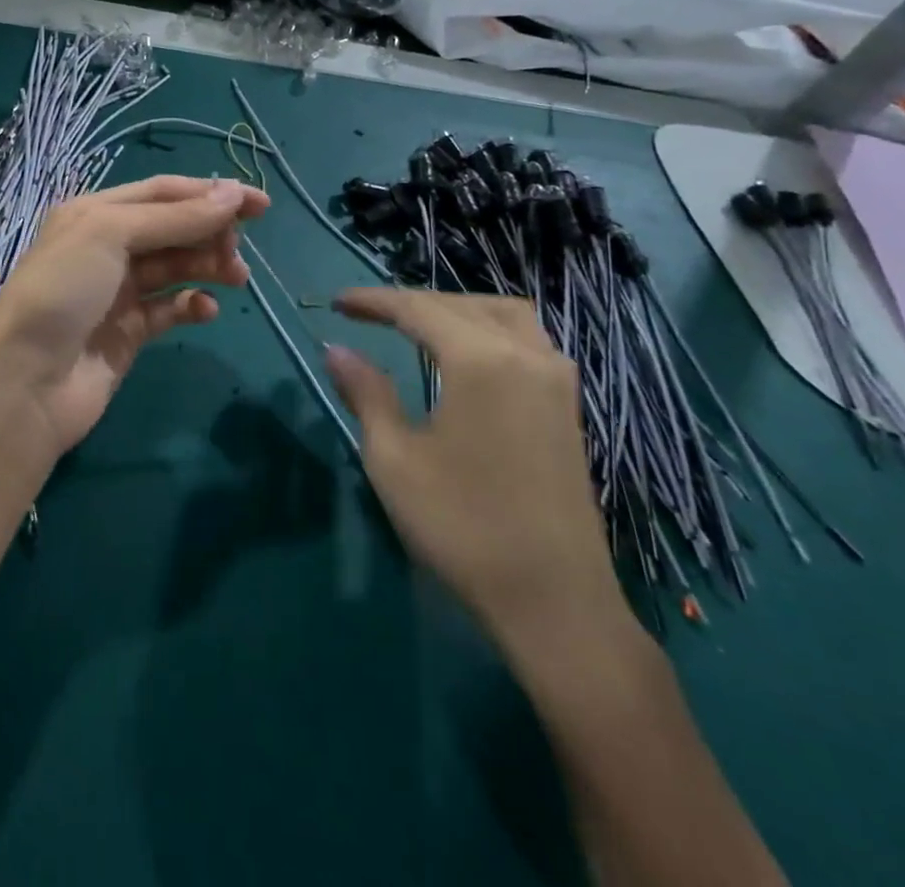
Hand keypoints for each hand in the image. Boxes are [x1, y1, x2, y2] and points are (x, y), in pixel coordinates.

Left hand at [0, 175, 269, 462]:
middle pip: (172, 228)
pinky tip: (207, 310)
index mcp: (95, 213)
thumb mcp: (111, 235)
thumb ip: (174, 217)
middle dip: (210, 232)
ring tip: (237, 277)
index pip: (162, 193)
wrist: (26, 380)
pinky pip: (170, 309)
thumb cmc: (63, 290)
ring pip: (175, 267)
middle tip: (239, 249)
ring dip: (208, 266)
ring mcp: (117, 291)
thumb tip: (233, 194)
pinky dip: (192, 306)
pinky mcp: (128, 332)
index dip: (210, 193)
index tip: (260, 203)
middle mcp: (106, 246)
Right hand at [324, 290, 625, 658]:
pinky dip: (489, 329)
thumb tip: (336, 350)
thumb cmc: (463, 527)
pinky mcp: (568, 405)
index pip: (418, 309)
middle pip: (461, 305)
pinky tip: (468, 355)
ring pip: (503, 314)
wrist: (555, 602)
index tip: (337, 303)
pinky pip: (527, 339)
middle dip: (411, 303)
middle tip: (369, 315)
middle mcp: (525, 355)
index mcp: (481, 361)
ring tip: (418, 325)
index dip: (374, 301)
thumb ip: (366, 393)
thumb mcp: (395, 459)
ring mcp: (556, 379)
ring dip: (456, 310)